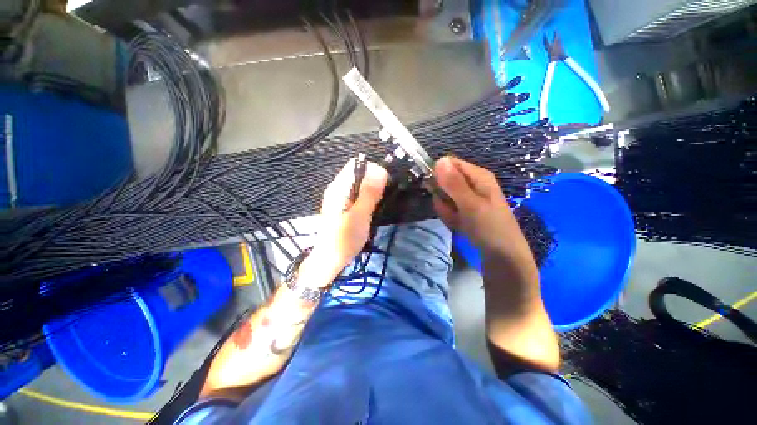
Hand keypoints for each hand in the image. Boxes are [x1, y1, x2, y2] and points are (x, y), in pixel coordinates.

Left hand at [307, 158, 388, 285]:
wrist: (330, 259)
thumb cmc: (344, 239)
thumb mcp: (359, 215)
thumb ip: (368, 193)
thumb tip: (380, 169)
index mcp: (339, 187)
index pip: (356, 164)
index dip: (373, 169)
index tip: (385, 184)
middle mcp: (338, 188)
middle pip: (359, 173)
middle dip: (374, 180)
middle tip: (384, 196)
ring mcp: (340, 197)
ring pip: (360, 183)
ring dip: (373, 189)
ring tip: (380, 202)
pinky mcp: (344, 205)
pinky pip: (359, 193)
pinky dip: (368, 196)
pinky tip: (372, 207)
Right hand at [432, 156, 532, 263]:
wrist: (502, 256)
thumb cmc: (489, 227)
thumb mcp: (470, 204)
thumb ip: (454, 183)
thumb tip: (439, 160)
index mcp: (478, 176)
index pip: (450, 164)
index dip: (439, 174)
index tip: (435, 188)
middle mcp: (473, 184)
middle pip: (445, 181)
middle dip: (443, 197)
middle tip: (450, 209)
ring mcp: (468, 198)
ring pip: (445, 197)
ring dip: (446, 209)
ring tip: (457, 220)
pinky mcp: (465, 210)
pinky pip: (449, 209)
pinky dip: (450, 217)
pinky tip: (459, 226)